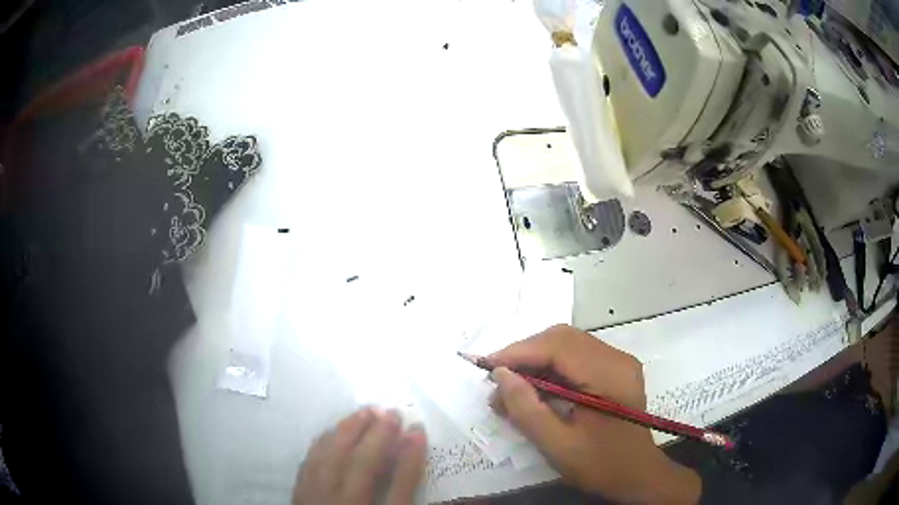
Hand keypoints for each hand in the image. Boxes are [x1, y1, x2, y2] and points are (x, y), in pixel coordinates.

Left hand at [293, 408, 426, 504]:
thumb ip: (403, 494)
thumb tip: (425, 475)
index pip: (398, 487)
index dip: (411, 457)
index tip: (419, 429)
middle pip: (359, 465)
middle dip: (375, 435)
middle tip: (390, 410)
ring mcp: (314, 499)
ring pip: (328, 458)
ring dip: (346, 432)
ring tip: (362, 412)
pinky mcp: (298, 496)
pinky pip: (308, 464)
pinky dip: (321, 444)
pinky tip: (329, 433)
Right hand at [489, 325, 700, 503]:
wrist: (636, 475)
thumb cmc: (600, 465)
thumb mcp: (557, 445)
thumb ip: (526, 409)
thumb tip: (500, 375)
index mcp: (609, 374)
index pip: (558, 346)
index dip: (518, 352)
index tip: (486, 367)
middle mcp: (617, 358)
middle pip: (563, 338)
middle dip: (525, 354)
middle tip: (497, 379)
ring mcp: (618, 362)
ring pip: (568, 345)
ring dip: (536, 360)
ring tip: (511, 387)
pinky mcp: (615, 370)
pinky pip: (576, 357)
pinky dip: (551, 368)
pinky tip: (535, 389)